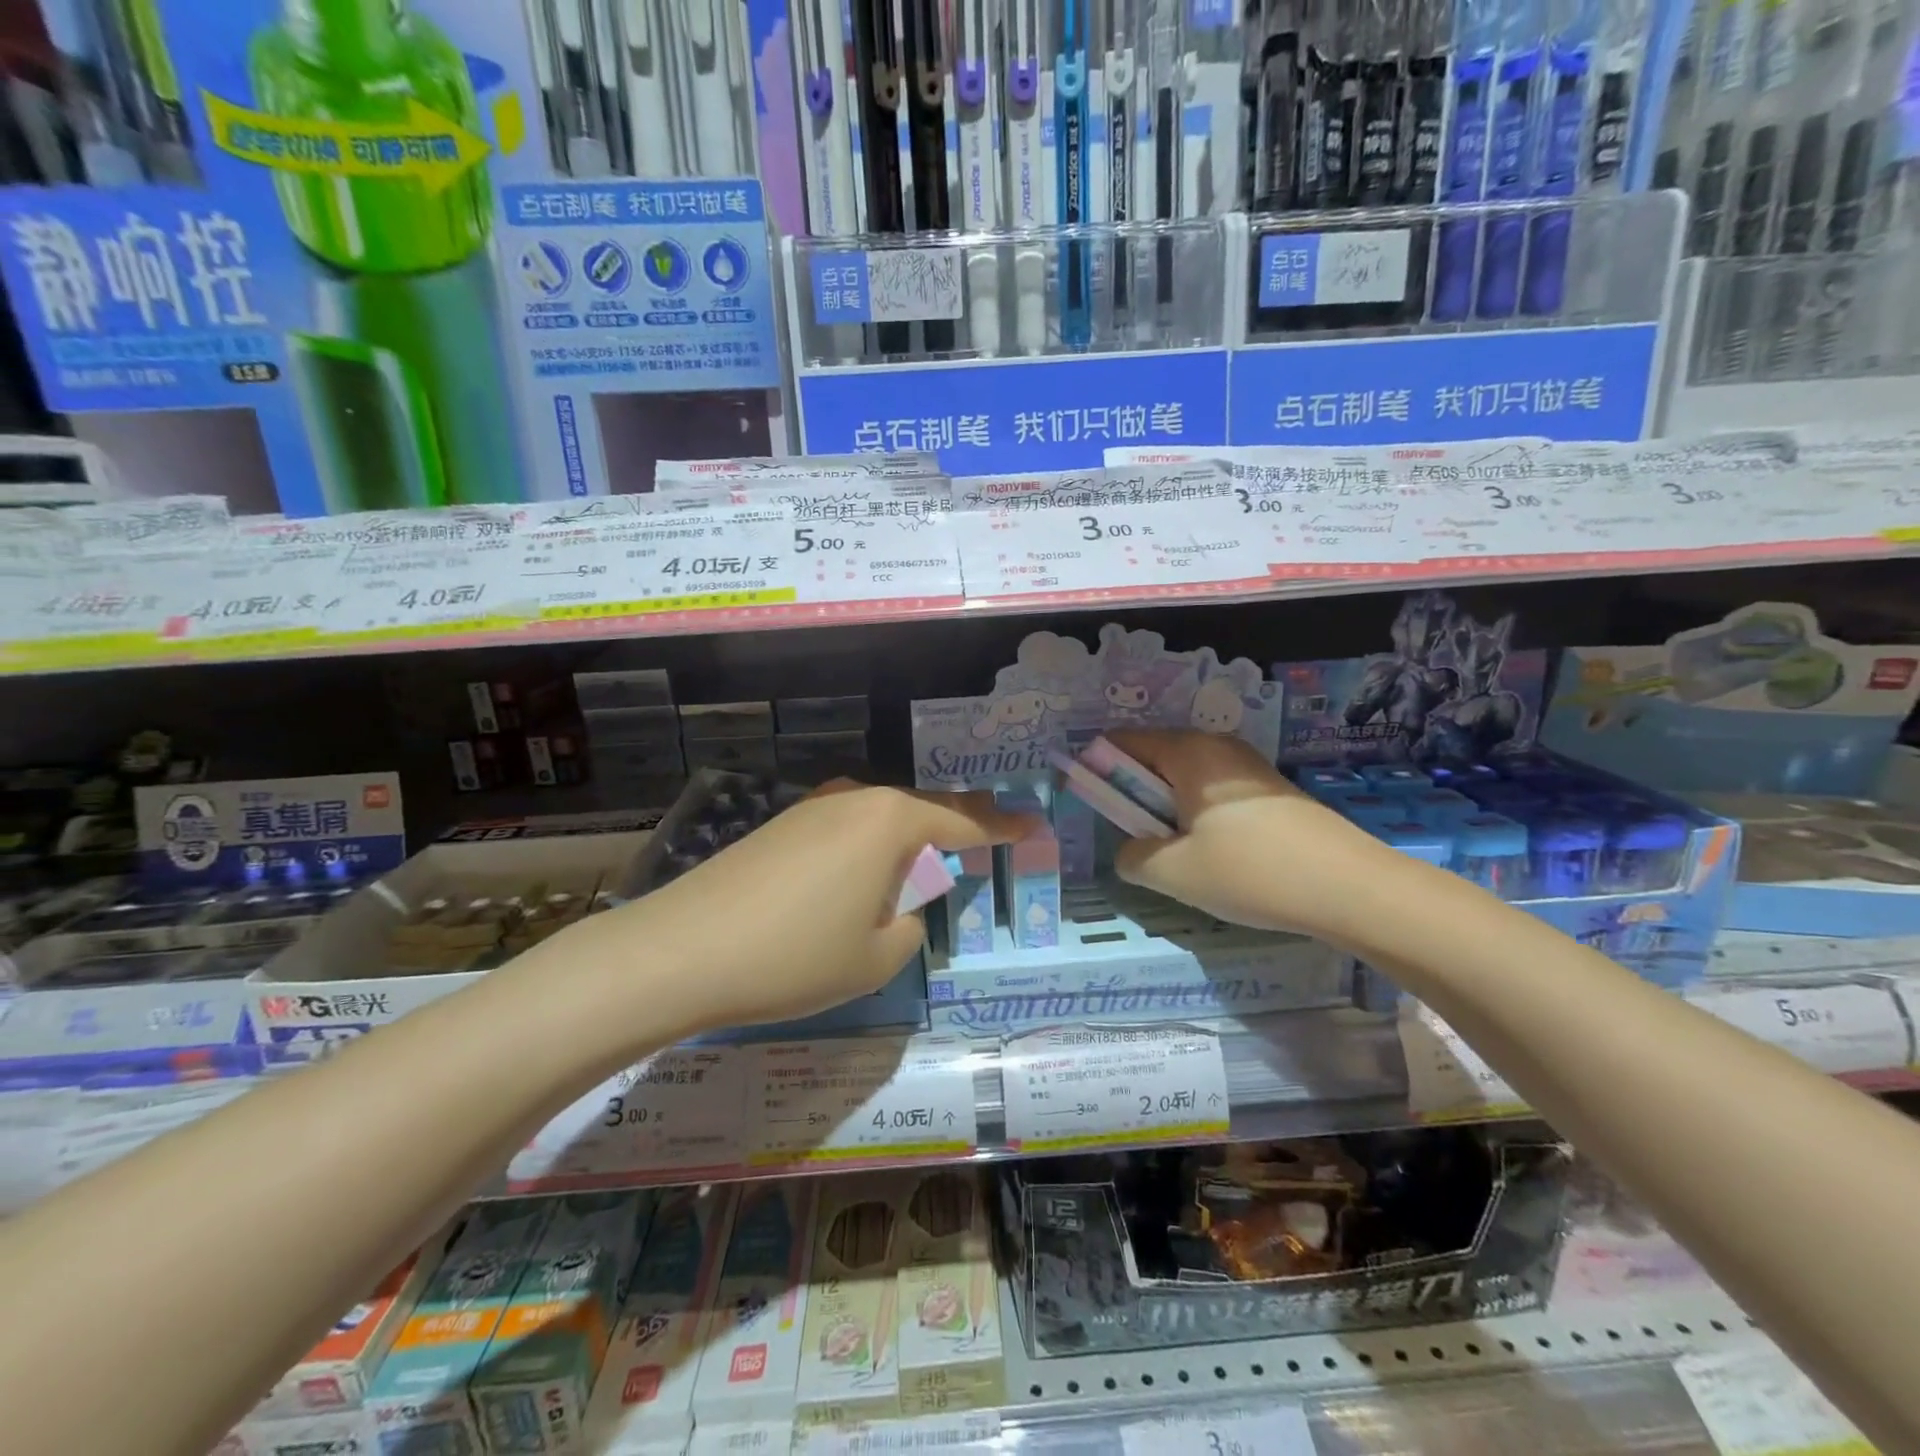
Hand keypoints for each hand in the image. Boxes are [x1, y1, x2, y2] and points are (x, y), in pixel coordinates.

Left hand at [598, 783, 1035, 1034]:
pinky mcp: (780, 825)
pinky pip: (846, 830)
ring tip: (924, 868)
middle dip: (957, 825)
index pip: (965, 821)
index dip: (1004, 828)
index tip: (1035, 824)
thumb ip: (910, 923)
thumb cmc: (796, 955)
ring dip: (908, 842)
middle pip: (922, 809)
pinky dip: (869, 851)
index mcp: (890, 821)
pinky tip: (859, 879)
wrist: (680, 950)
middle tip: (988, 836)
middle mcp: (855, 799)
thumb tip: (900, 903)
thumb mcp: (877, 956)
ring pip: (880, 819)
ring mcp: (812, 808)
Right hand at [1106, 729, 1387, 936]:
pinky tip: (1217, 856)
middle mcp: (1217, 747)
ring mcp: (1249, 767)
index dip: (1097, 770)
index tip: (1094, 807)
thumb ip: (1131, 856)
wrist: (1351, 888)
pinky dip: (1199, 816)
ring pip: (1186, 780)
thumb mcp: (1173, 872)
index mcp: (1187, 752)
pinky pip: (1215, 793)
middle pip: (1154, 758)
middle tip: (1136, 839)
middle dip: (1135, 795)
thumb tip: (1129, 850)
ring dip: (1168, 810)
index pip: (1121, 742)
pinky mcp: (1272, 791)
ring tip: (1178, 854)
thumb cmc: (1251, 871)